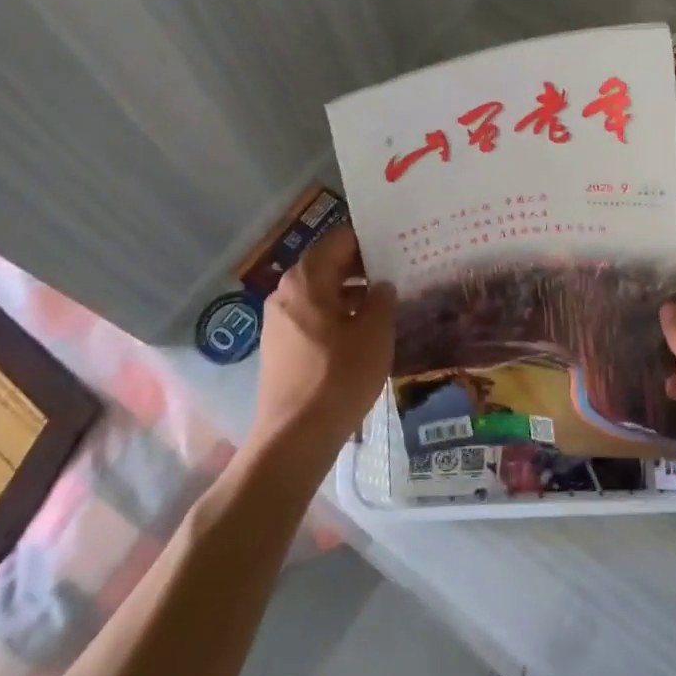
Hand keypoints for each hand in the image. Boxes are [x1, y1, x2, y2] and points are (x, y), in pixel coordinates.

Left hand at [251, 224, 395, 457]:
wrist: (294, 438)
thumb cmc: (338, 376)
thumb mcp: (374, 333)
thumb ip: (382, 299)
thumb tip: (381, 286)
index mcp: (306, 279)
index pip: (339, 239)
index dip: (369, 237)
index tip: (396, 241)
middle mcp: (286, 292)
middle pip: (327, 263)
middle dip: (362, 265)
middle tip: (397, 268)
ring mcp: (278, 320)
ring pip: (320, 291)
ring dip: (350, 291)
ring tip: (385, 300)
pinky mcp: (279, 346)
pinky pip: (312, 315)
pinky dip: (336, 313)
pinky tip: (361, 330)